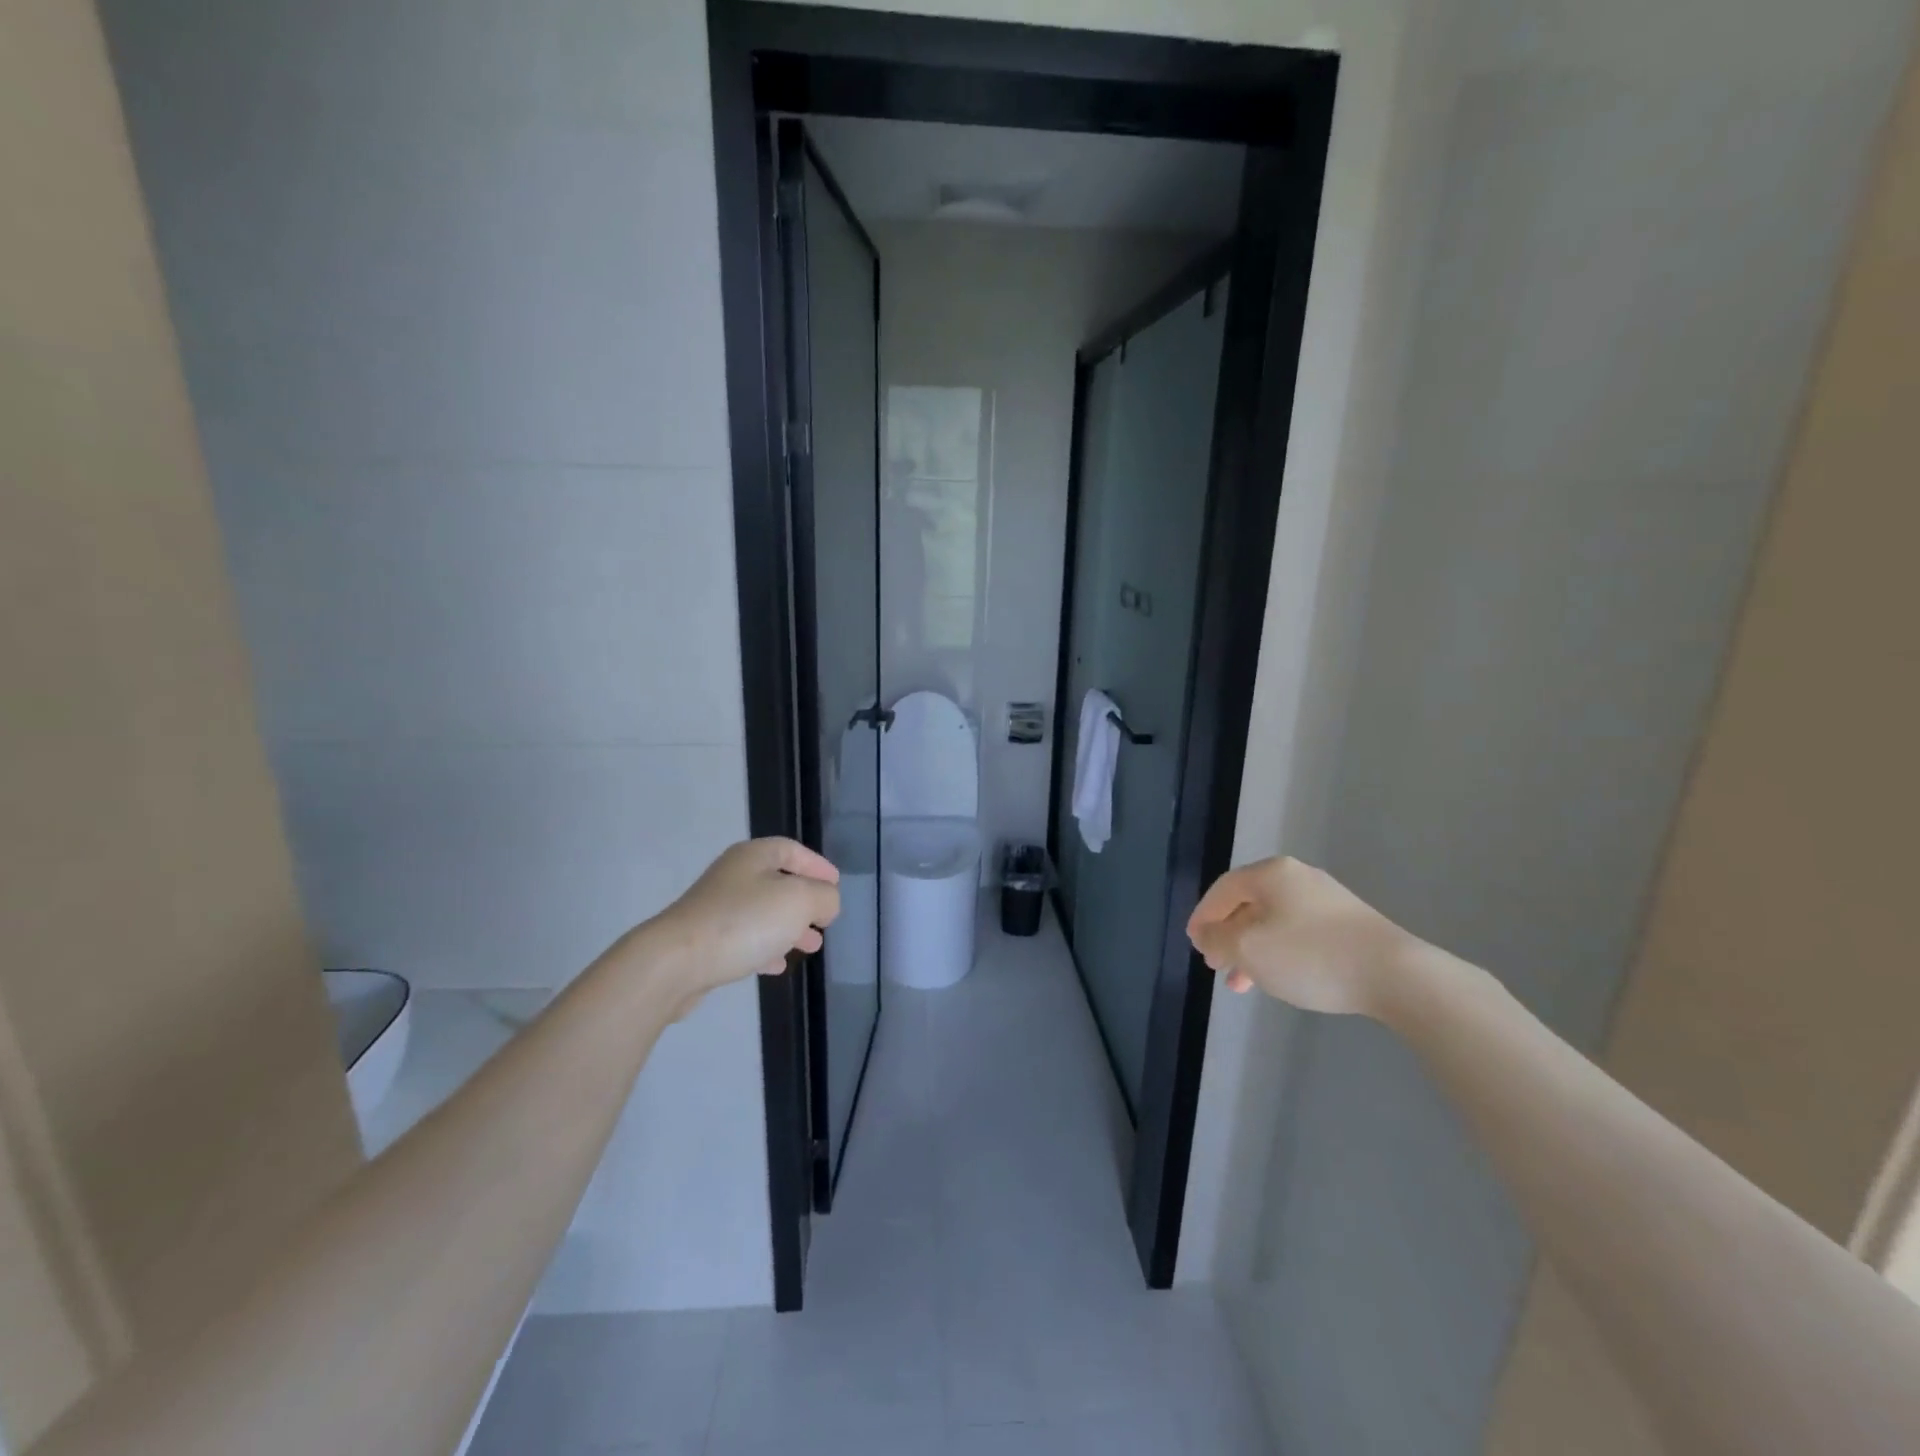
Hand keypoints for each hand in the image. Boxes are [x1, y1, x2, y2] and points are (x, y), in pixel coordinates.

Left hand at [640, 839, 840, 1009]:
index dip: (817, 865)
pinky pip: (744, 938)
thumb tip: (826, 902)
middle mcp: (732, 876)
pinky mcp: (704, 941)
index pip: (792, 850)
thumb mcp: (800, 901)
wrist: (675, 963)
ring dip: (789, 928)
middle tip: (825, 920)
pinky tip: (776, 965)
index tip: (836, 884)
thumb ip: (824, 897)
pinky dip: (766, 948)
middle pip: (777, 882)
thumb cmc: (744, 922)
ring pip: (762, 913)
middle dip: (806, 902)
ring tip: (810, 946)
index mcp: (753, 856)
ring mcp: (715, 909)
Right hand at [1186, 857, 1421, 1016]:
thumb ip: (1217, 938)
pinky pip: (1297, 933)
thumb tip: (1206, 933)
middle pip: (1247, 904)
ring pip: (1272, 922)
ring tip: (1243, 982)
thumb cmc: (1310, 956)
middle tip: (1216, 965)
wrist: (1395, 975)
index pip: (1222, 890)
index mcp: (1270, 873)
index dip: (1202, 917)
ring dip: (1252, 950)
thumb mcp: (1248, 948)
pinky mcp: (1348, 923)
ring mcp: (1326, 899)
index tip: (1194, 944)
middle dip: (1227, 936)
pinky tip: (1279, 978)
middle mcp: (1297, 877)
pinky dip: (1279, 952)